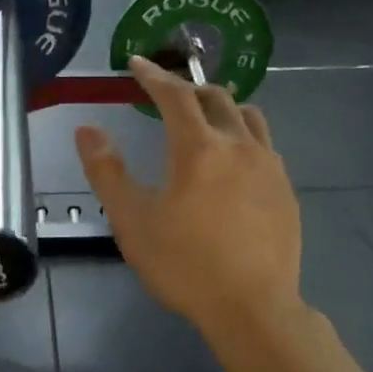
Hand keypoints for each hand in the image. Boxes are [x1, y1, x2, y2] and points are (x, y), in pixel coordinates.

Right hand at [75, 57, 303, 336]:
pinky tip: (234, 160)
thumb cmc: (184, 264)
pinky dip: (243, 135)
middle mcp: (239, 145)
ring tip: (204, 117)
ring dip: (222, 106)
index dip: (153, 75)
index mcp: (198, 148)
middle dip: (187, 87)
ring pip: (248, 116)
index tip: (136, 63)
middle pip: (215, 97)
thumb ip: (107, 171)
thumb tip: (87, 129)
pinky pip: (264, 144)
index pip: (174, 95)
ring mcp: (269, 166)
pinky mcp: (286, 189)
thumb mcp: (132, 220)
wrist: (252, 308)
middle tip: (165, 93)